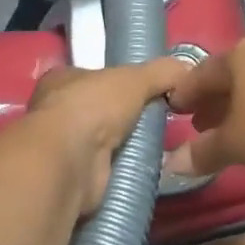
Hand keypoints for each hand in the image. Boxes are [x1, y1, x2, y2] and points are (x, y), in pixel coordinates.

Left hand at [26, 57, 190, 217]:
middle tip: (159, 118)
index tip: (145, 88)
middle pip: (98, 108)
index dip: (117, 80)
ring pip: (102, 140)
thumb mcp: (136, 78)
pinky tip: (146, 165)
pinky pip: (106, 167)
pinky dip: (124, 167)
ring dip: (125, 143)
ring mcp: (62, 146)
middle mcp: (56, 111)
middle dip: (124, 115)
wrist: (71, 161)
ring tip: (159, 143)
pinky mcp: (73, 176)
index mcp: (61, 79)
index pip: (92, 75)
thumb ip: (162, 72)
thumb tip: (188, 68)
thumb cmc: (93, 106)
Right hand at [165, 37, 244, 175]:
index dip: (184, 94)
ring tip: (237, 130)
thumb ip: (204, 152)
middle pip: (230, 76)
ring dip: (244, 105)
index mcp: (236, 57)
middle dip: (214, 101)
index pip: (199, 74)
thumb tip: (173, 162)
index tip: (173, 109)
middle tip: (201, 125)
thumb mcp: (237, 143)